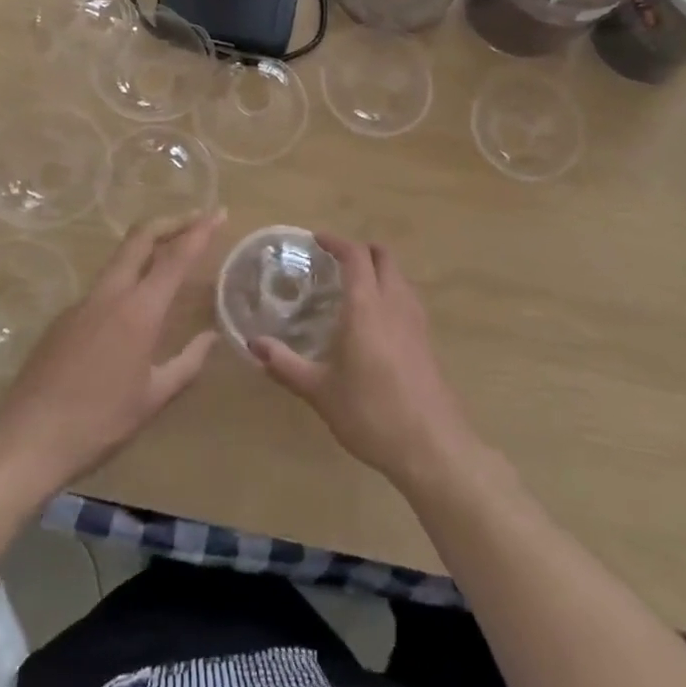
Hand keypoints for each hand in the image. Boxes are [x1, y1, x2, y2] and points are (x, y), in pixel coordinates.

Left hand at [0, 210, 223, 493]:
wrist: (27, 440)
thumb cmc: (99, 422)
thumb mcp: (153, 397)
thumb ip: (187, 363)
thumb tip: (211, 337)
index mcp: (138, 311)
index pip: (175, 257)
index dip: (199, 231)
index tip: (219, 213)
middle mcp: (110, 295)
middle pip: (140, 237)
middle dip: (171, 222)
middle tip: (196, 220)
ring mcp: (82, 303)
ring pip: (119, 258)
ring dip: (148, 247)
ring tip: (171, 256)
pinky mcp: (63, 318)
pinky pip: (103, 286)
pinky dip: (127, 277)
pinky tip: (135, 305)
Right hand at [251, 235, 479, 492]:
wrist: (431, 447)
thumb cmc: (370, 414)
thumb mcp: (320, 391)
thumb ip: (286, 365)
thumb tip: (254, 344)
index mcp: (366, 307)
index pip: (355, 256)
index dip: (336, 242)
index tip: (317, 240)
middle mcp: (394, 304)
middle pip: (384, 257)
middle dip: (361, 250)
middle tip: (335, 261)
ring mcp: (416, 321)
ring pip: (399, 276)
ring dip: (379, 269)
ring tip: (354, 287)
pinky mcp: (427, 340)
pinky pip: (408, 298)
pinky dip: (391, 291)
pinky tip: (376, 320)